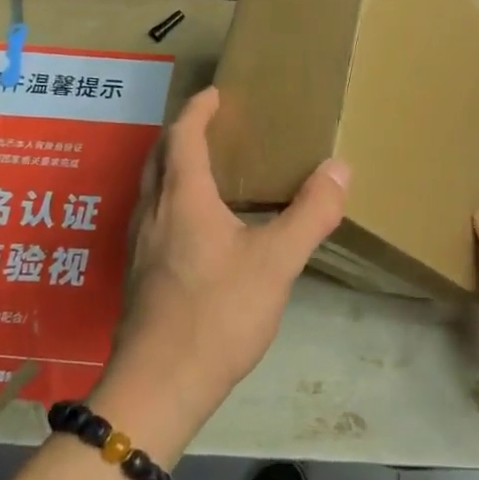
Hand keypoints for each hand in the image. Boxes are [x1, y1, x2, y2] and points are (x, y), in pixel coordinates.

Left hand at [102, 87, 349, 445]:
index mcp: (183, 198)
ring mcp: (140, 246)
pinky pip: (152, 216)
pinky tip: (194, 226)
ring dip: (171, 166)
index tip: (216, 93)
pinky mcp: (139, 275)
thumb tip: (339, 168)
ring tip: (204, 167)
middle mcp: (153, 213)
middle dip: (180, 132)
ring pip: (151, 188)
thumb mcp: (276, 261)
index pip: (183, 136)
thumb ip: (311, 213)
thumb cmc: (217, 313)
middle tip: (210, 124)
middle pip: (158, 156)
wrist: (159, 387)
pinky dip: (170, 199)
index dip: (198, 110)